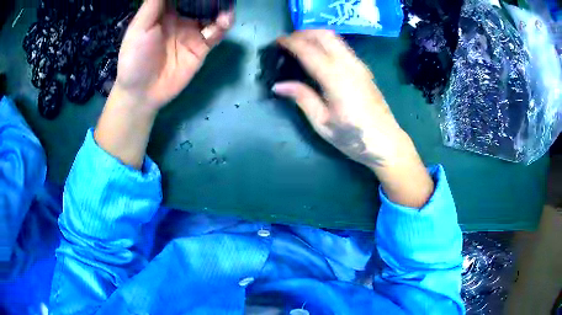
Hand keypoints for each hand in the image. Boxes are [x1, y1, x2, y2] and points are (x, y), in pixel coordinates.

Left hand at [95, 0, 232, 168]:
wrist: (142, 93)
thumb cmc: (135, 57)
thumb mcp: (140, 26)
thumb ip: (155, 3)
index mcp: (165, 11)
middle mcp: (181, 18)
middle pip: (201, 1)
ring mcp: (192, 32)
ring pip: (212, 14)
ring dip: (221, 9)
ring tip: (225, 9)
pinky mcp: (201, 47)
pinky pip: (216, 33)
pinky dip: (222, 26)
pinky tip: (223, 22)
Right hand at [273, 30, 404, 167]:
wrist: (387, 143)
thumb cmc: (353, 137)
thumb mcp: (322, 123)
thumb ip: (302, 98)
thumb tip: (279, 85)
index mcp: (335, 78)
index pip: (309, 50)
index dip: (291, 42)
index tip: (277, 42)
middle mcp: (349, 65)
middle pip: (324, 35)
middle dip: (303, 33)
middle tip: (288, 42)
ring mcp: (359, 65)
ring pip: (335, 38)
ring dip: (315, 36)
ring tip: (300, 45)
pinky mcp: (364, 69)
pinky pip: (342, 47)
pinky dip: (326, 43)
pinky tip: (319, 55)